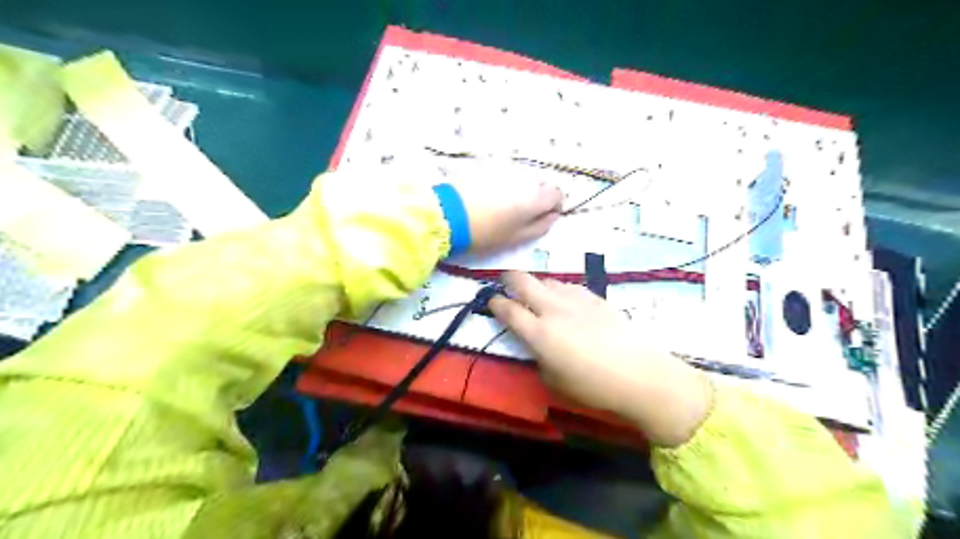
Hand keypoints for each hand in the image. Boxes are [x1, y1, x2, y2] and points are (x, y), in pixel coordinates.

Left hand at [451, 160, 562, 253]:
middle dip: (537, 196)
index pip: (558, 194)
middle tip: (522, 213)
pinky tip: (490, 194)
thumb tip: (553, 216)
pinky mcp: (487, 164)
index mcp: (536, 196)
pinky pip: (505, 172)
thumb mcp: (517, 238)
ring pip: (523, 176)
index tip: (543, 217)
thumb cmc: (486, 232)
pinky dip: (505, 181)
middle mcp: (525, 176)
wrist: (448, 214)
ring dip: (521, 187)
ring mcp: (505, 167)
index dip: (554, 206)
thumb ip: (541, 226)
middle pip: (541, 183)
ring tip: (504, 204)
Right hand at [490, 271, 715, 448]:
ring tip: (538, 296)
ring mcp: (575, 299)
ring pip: (547, 280)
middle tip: (506, 284)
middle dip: (509, 279)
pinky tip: (565, 301)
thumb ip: (538, 357)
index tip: (491, 301)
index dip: (495, 303)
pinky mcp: (595, 297)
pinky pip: (569, 286)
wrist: (638, 373)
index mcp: (538, 333)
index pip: (507, 310)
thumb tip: (536, 345)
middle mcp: (553, 309)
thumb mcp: (553, 380)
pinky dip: (560, 290)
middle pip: (523, 281)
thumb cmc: (592, 386)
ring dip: (537, 286)